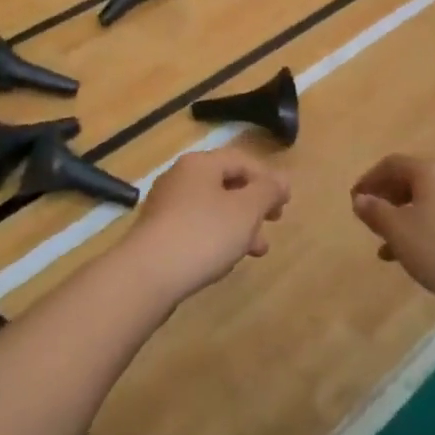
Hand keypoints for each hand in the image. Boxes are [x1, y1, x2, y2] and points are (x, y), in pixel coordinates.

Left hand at [126, 147, 289, 301]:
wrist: (148, 274)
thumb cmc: (203, 233)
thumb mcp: (246, 210)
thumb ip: (268, 191)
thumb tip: (281, 180)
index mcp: (200, 164)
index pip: (241, 160)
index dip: (267, 179)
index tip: (286, 203)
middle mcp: (179, 177)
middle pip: (226, 184)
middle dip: (254, 205)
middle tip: (273, 223)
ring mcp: (165, 206)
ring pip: (212, 209)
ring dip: (238, 226)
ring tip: (256, 251)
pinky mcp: (158, 233)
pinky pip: (195, 228)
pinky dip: (216, 238)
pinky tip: (224, 260)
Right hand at [351, 155, 434, 313]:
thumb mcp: (399, 232)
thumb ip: (376, 212)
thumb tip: (360, 198)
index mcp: (427, 173)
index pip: (390, 164)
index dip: (369, 179)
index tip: (355, 200)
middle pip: (408, 182)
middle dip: (385, 198)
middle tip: (368, 218)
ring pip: (423, 204)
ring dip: (400, 219)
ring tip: (384, 243)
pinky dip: (419, 232)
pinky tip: (410, 258)